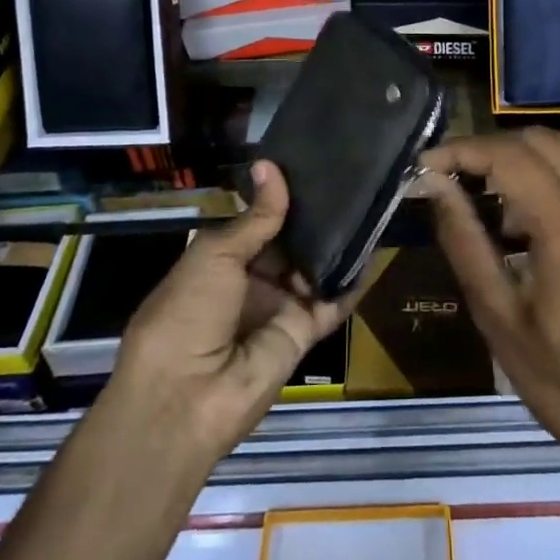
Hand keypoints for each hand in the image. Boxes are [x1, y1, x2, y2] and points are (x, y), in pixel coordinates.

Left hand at [103, 160, 351, 467]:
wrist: (186, 397)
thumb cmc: (187, 312)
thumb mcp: (217, 255)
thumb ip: (256, 216)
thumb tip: (271, 164)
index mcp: (222, 260)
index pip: (260, 222)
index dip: (283, 197)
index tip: (313, 163)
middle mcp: (252, 281)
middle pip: (291, 243)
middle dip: (315, 217)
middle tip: (350, 176)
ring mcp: (279, 307)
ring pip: (314, 268)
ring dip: (337, 244)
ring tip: (368, 201)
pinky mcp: (303, 333)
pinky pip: (332, 303)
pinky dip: (352, 281)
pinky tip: (373, 248)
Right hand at [421, 128, 559, 499]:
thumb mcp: (498, 315)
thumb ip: (463, 239)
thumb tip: (434, 185)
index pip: (510, 157)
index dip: (462, 150)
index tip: (426, 163)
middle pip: (541, 140)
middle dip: (490, 147)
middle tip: (452, 174)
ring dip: (520, 160)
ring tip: (483, 199)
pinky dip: (548, 180)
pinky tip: (523, 221)